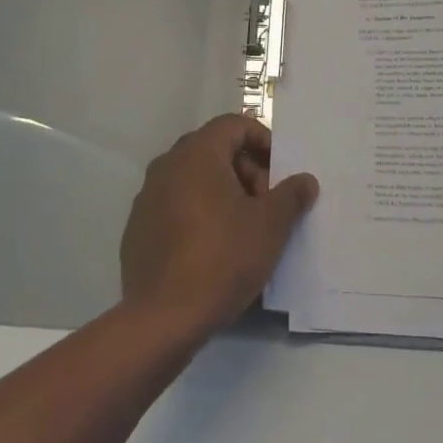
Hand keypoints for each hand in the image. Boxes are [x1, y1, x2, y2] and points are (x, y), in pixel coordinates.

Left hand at [120, 113, 319, 337]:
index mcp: (198, 153)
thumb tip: (305, 180)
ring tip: (241, 228)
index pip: (233, 125)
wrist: (164, 317)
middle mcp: (167, 164)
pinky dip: (196, 213)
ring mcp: (147, 196)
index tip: (279, 171)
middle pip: (213, 149)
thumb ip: (291, 196)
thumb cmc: (223, 258)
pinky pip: (173, 205)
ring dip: (221, 192)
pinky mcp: (137, 227)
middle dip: (244, 170)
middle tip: (264, 204)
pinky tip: (210, 248)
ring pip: (192, 178)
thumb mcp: (270, 226)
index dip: (262, 141)